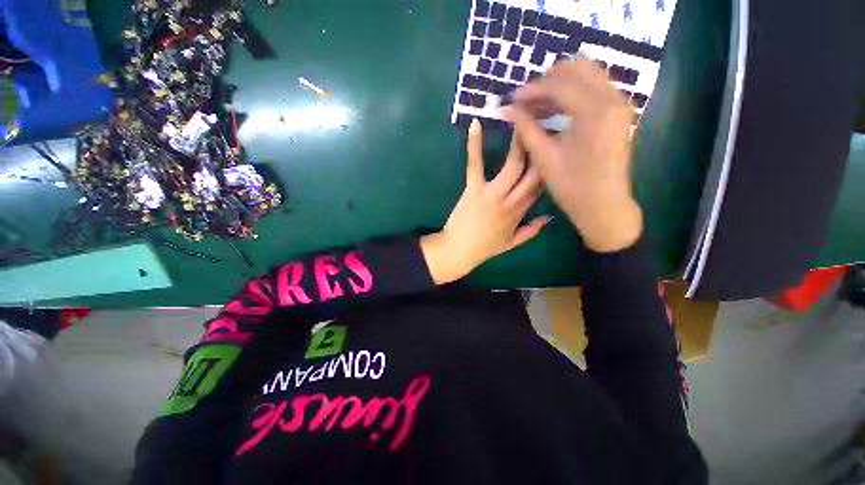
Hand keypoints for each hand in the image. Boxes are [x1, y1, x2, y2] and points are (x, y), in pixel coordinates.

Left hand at [421, 119, 550, 284]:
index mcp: (520, 213)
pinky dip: (475, 146)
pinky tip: (476, 125)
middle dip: (543, 149)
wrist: (458, 251)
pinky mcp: (473, 190)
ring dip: (520, 142)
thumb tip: (550, 217)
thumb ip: (531, 230)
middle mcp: (511, 201)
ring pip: (512, 166)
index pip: (541, 187)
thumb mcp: (511, 243)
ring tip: (524, 118)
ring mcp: (492, 194)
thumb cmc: (484, 248)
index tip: (556, 149)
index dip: (550, 168)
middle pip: (534, 173)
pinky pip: (476, 165)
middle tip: (547, 124)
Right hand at [508, 58, 642, 252]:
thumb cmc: (572, 186)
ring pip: (588, 75)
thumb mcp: (545, 157)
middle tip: (526, 99)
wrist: (604, 205)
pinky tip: (555, 110)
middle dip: (548, 79)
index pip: (559, 84)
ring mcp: (619, 104)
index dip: (532, 89)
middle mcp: (612, 99)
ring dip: (561, 84)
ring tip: (537, 104)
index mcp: (594, 111)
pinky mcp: (618, 113)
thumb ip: (526, 129)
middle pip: (579, 67)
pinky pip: (595, 89)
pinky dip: (573, 93)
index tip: (512, 99)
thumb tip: (509, 110)